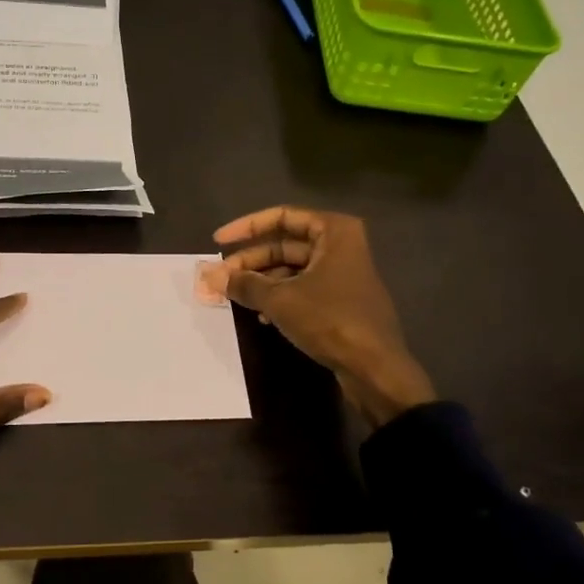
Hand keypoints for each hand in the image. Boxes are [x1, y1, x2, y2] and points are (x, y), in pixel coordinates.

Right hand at [209, 206, 434, 425]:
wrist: (375, 367)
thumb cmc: (329, 320)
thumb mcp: (280, 300)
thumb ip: (244, 284)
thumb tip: (208, 276)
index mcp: (334, 231)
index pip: (281, 217)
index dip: (246, 227)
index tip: (218, 242)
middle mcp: (341, 246)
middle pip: (285, 245)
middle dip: (250, 262)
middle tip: (219, 279)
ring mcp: (343, 274)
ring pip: (292, 270)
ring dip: (262, 283)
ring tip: (234, 298)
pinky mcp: (341, 301)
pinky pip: (303, 290)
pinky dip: (280, 298)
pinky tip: (261, 317)